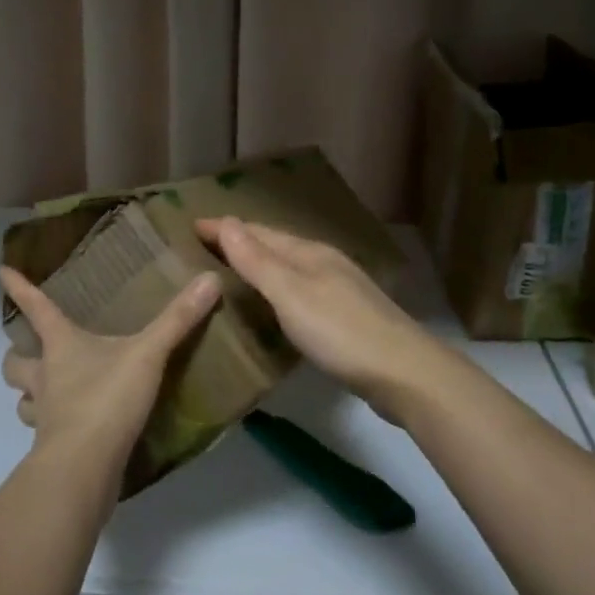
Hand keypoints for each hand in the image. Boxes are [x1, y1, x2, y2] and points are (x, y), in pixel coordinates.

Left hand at [0, 265, 220, 467]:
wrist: (83, 468)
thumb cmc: (106, 399)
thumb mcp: (148, 355)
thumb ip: (178, 320)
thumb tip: (209, 279)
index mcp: (61, 346)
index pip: (36, 308)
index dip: (19, 289)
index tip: (2, 272)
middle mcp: (45, 378)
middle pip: (13, 363)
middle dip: (16, 357)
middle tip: (31, 353)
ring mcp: (46, 416)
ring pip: (23, 401)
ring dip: (30, 396)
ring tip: (48, 394)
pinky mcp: (53, 449)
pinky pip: (46, 434)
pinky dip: (54, 429)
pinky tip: (73, 429)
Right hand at [194, 216, 454, 417]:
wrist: (404, 373)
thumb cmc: (340, 331)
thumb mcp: (291, 293)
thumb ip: (257, 260)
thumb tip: (227, 221)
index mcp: (308, 253)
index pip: (257, 232)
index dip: (224, 228)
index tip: (190, 226)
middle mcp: (323, 263)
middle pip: (274, 246)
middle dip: (240, 242)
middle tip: (203, 246)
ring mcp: (337, 290)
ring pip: (288, 269)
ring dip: (258, 265)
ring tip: (228, 272)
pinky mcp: (344, 317)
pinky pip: (298, 292)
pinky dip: (275, 290)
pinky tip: (270, 306)